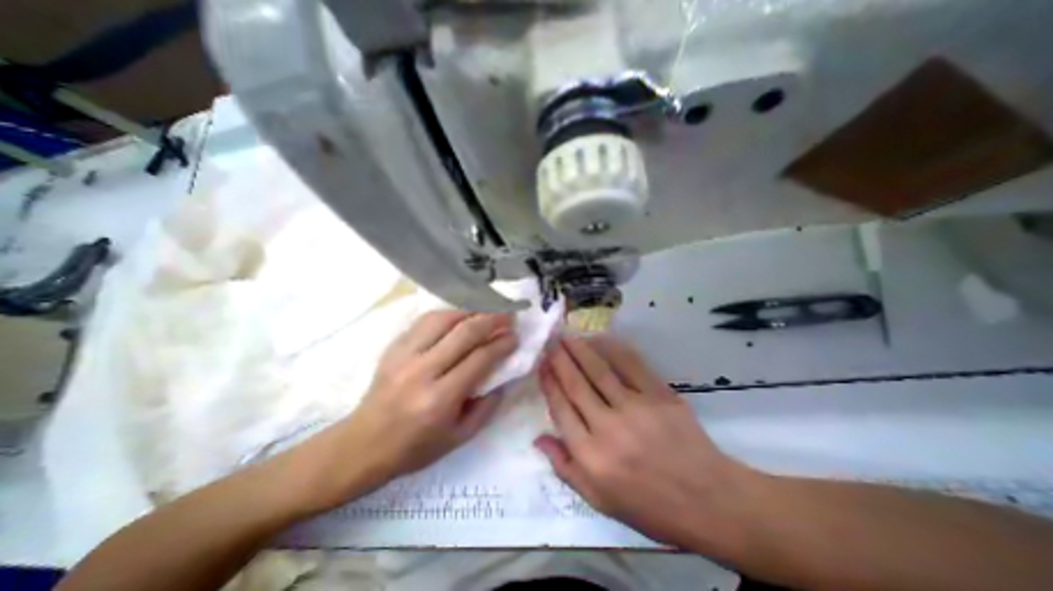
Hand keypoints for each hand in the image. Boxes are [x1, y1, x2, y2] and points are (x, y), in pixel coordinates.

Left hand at [303, 312, 517, 508]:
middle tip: (508, 315)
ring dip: (470, 311)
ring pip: (444, 318)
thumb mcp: (460, 437)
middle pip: (464, 332)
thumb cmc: (415, 447)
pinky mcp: (394, 347)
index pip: (480, 358)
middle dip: (492, 319)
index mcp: (440, 398)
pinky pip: (425, 320)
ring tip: (487, 311)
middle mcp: (422, 371)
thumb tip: (504, 375)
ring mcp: (404, 355)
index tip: (515, 337)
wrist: (363, 444)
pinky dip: (448, 314)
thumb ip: (488, 406)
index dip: (502, 344)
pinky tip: (461, 315)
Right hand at [538, 336, 760, 550]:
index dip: (549, 383)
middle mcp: (609, 428)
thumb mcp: (600, 501)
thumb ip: (565, 468)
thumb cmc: (650, 506)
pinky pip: (631, 365)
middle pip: (576, 384)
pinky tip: (600, 339)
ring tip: (567, 336)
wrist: (710, 501)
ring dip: (580, 349)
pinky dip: (613, 349)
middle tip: (550, 341)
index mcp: (591, 457)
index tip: (541, 365)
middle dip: (559, 359)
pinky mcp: (660, 395)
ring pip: (599, 370)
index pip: (560, 409)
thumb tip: (538, 438)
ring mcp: (636, 408)